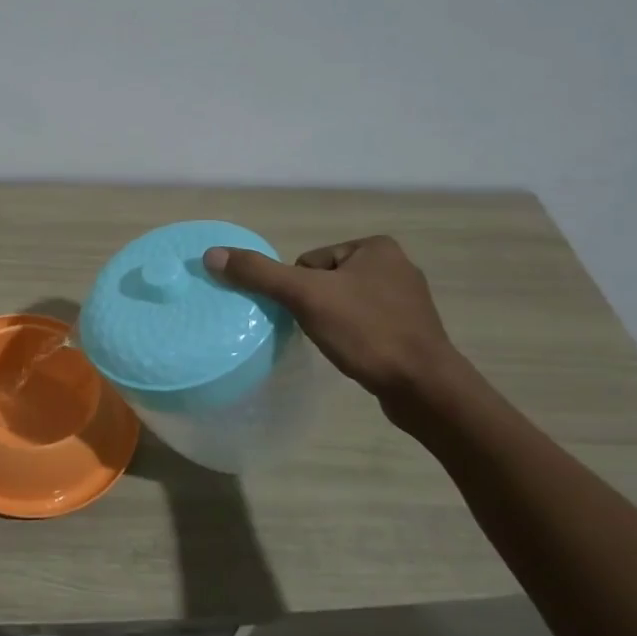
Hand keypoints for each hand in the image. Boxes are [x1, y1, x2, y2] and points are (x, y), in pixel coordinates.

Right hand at [202, 236, 458, 399]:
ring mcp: (406, 300)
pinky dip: (352, 337)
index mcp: (375, 247)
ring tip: (337, 344)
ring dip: (332, 322)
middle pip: (324, 281)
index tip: (310, 313)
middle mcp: (395, 266)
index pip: (309, 261)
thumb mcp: (305, 297)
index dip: (299, 289)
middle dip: (314, 306)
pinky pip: (363, 324)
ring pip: (342, 304)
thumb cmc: (366, 332)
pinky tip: (354, 354)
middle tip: (320, 330)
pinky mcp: (410, 331)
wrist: (424, 387)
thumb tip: (212, 254)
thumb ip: (259, 274)